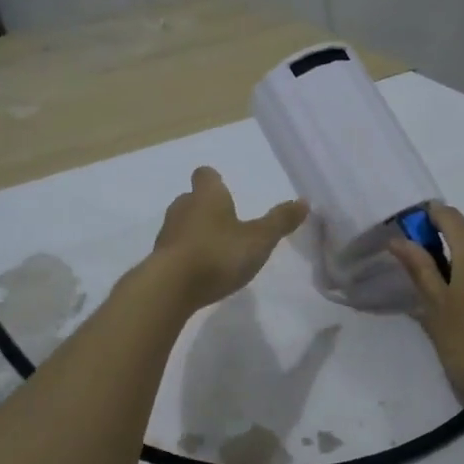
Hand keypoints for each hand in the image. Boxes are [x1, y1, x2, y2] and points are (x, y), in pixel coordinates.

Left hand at [150, 167, 307, 311]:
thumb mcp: (258, 240)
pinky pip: (175, 250)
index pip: (206, 175)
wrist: (170, 288)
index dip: (214, 180)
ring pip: (182, 224)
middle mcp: (182, 207)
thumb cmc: (218, 254)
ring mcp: (167, 234)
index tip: (224, 188)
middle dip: (206, 208)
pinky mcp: (159, 259)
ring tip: (215, 249)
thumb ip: (280, 221)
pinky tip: (199, 271)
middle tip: (226, 222)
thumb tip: (304, 201)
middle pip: (192, 199)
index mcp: (207, 196)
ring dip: (196, 232)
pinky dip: (186, 255)